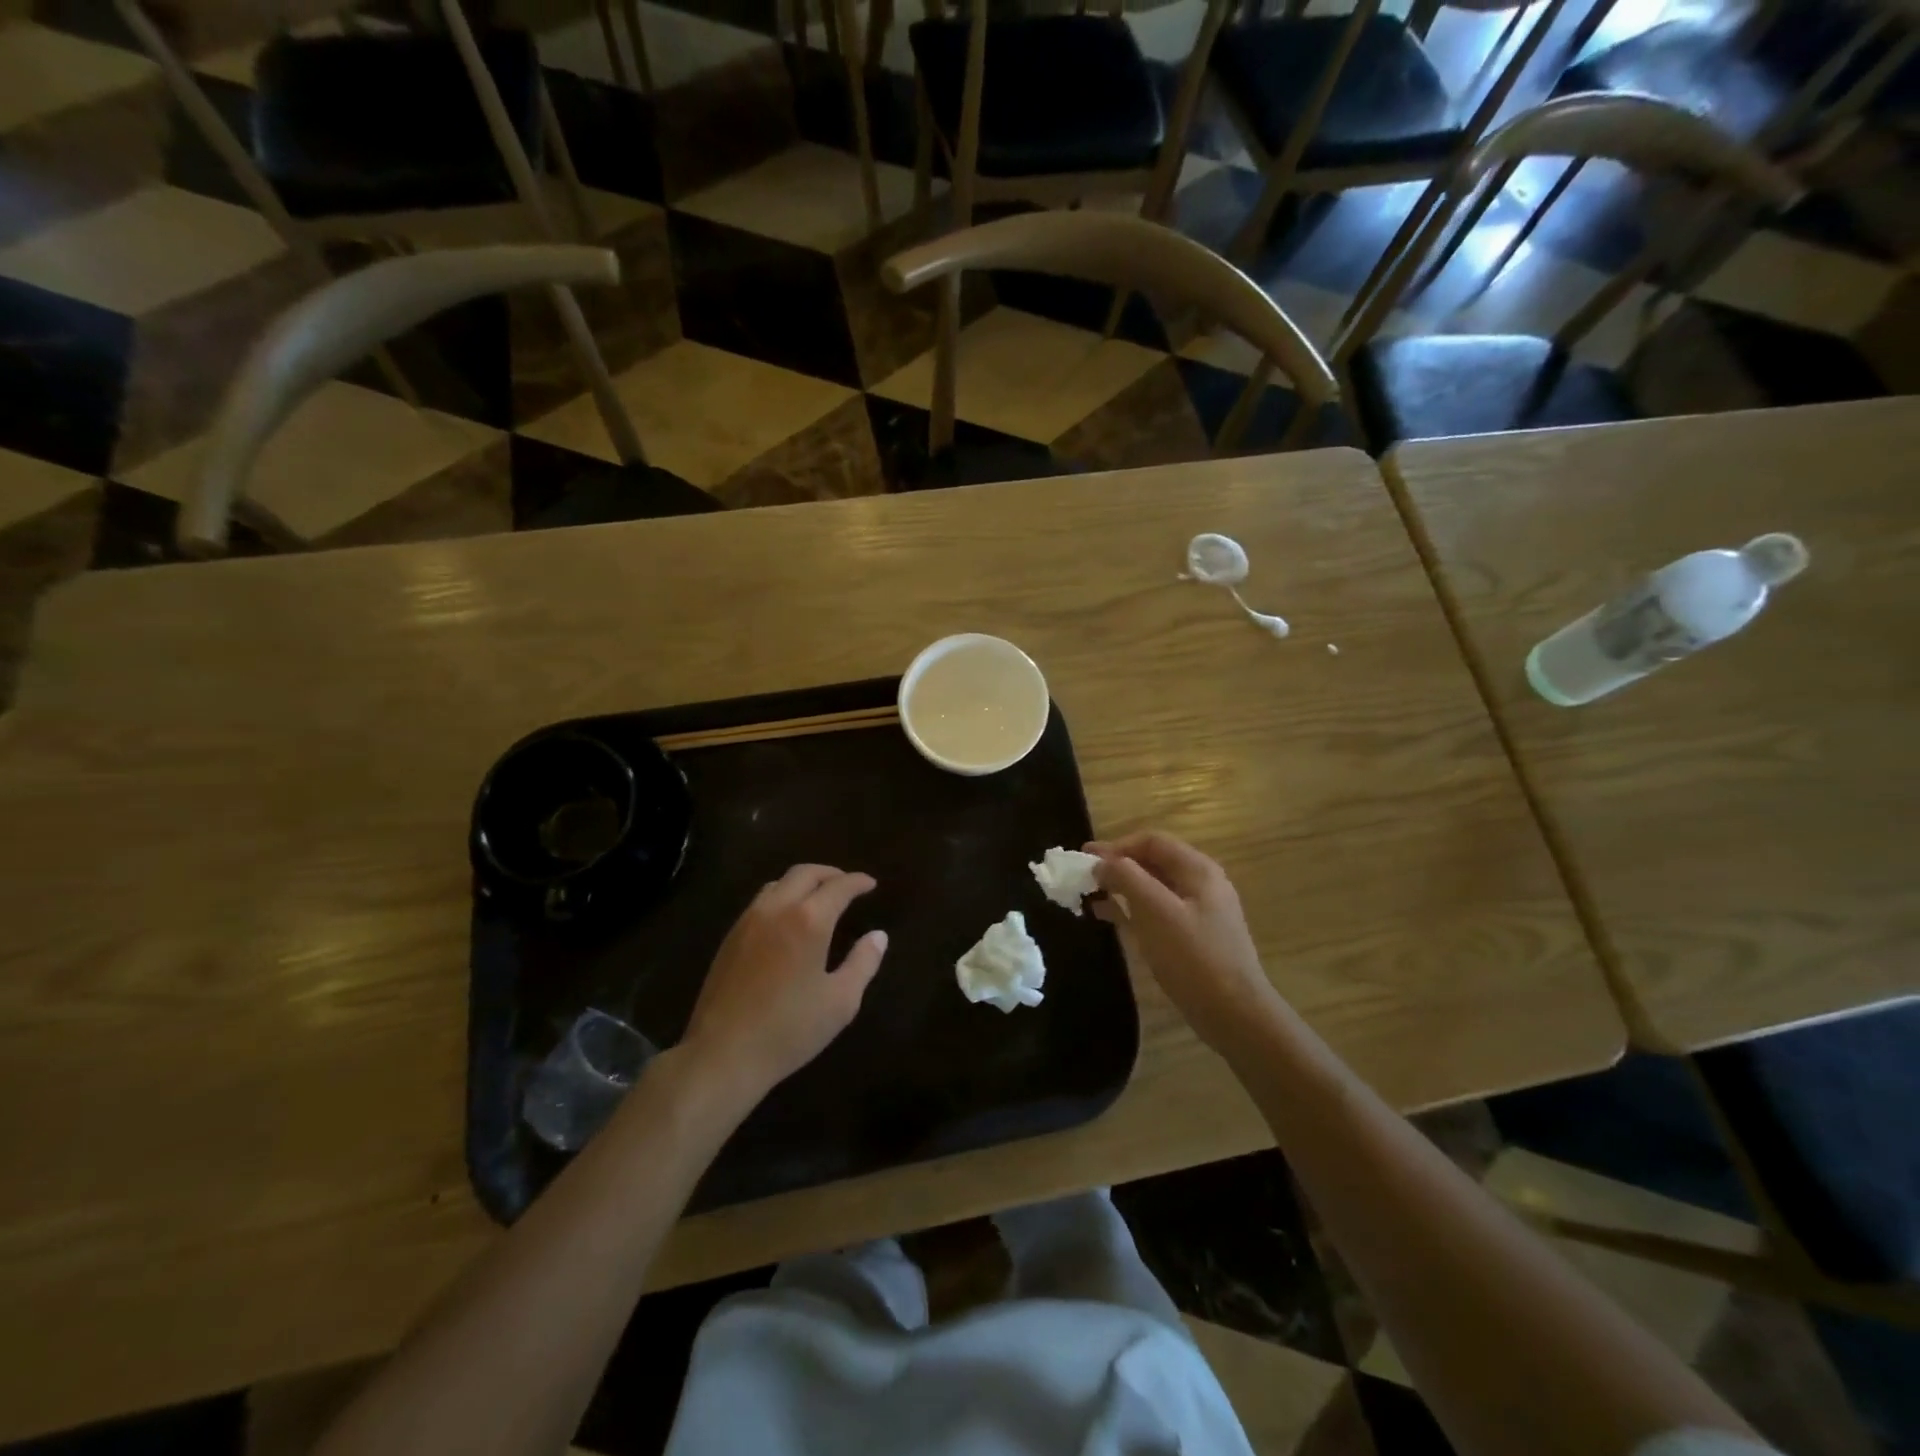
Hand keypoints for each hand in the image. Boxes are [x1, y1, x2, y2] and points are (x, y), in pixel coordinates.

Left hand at [681, 865, 888, 1100]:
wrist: (723, 1054)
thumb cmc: (790, 1030)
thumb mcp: (841, 1001)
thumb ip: (863, 963)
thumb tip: (878, 936)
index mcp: (809, 920)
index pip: (838, 886)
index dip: (857, 882)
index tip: (870, 884)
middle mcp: (777, 909)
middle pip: (804, 873)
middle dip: (830, 874)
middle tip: (847, 885)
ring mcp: (748, 921)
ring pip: (778, 884)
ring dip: (802, 882)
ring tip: (818, 898)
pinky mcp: (730, 938)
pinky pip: (760, 902)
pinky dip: (781, 897)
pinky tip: (788, 920)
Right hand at [1086, 831, 1279, 1054]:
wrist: (1235, 1015)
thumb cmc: (1194, 957)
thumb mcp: (1155, 912)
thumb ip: (1126, 878)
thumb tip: (1101, 862)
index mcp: (1197, 870)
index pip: (1152, 841)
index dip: (1116, 846)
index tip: (1085, 858)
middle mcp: (1200, 884)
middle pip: (1153, 862)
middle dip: (1117, 866)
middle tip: (1083, 877)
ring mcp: (1198, 912)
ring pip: (1153, 888)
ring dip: (1121, 888)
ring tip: (1090, 896)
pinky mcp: (1193, 937)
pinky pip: (1157, 912)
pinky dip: (1132, 909)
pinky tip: (1111, 918)